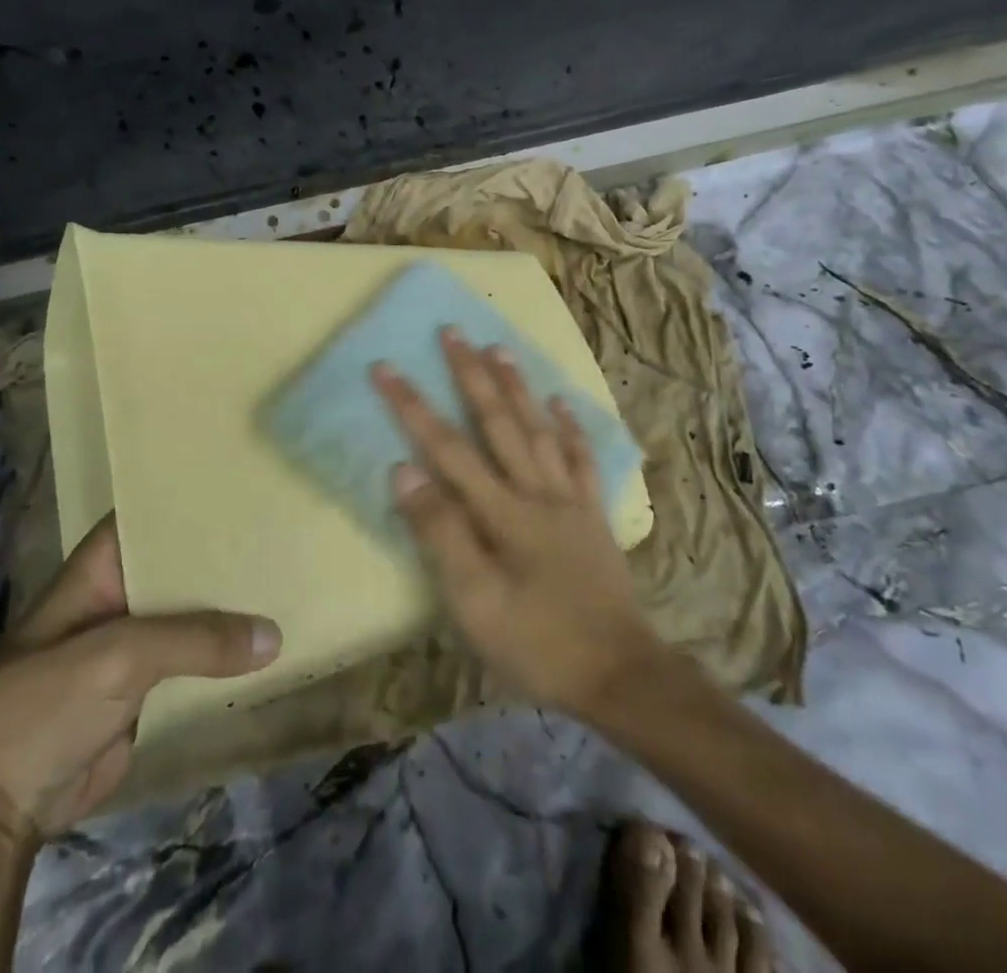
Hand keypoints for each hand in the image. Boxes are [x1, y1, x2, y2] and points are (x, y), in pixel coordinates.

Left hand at [0, 515, 280, 841]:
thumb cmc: (42, 704)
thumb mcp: (119, 656)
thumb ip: (196, 640)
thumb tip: (274, 637)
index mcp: (99, 572)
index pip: (149, 517)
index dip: (190, 500)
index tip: (243, 484)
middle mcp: (119, 601)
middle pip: (178, 569)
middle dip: (223, 555)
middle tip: (284, 532)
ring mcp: (132, 651)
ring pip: (191, 620)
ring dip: (231, 610)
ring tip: (290, 580)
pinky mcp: (145, 696)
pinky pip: (194, 668)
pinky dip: (226, 661)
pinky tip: (272, 646)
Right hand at [370, 329, 667, 715]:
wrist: (620, 674)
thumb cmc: (537, 642)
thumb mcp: (474, 602)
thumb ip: (439, 532)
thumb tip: (404, 469)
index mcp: (501, 510)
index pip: (446, 447)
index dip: (412, 406)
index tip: (386, 368)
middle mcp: (535, 490)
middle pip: (497, 421)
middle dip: (470, 374)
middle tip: (452, 331)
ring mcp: (569, 499)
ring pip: (539, 428)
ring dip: (517, 386)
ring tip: (499, 347)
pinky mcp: (593, 515)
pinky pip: (581, 459)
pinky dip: (570, 428)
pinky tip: (562, 403)